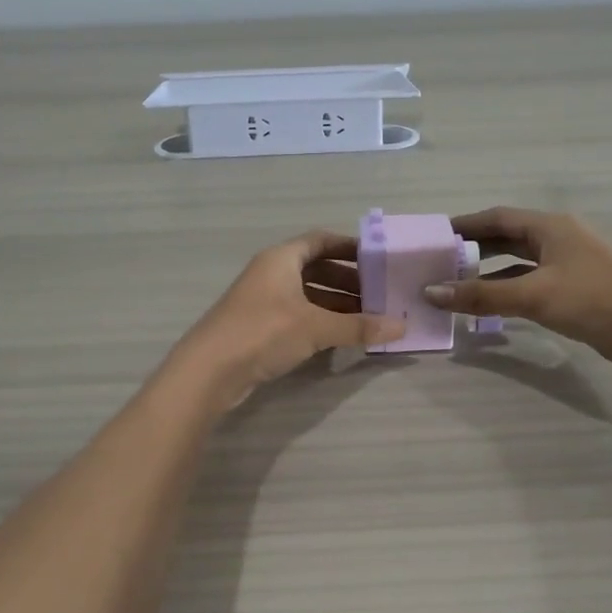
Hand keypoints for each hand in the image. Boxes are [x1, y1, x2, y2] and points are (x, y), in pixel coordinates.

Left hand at [167, 231, 406, 409]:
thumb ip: (359, 326)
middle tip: (380, 296)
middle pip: (317, 269)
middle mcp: (271, 273)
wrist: (209, 371)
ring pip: (308, 295)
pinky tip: (342, 337)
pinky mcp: (260, 328)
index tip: (378, 259)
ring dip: (337, 305)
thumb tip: (402, 327)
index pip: (321, 240)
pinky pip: (299, 316)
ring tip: (369, 319)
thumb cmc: (263, 333)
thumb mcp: (316, 327)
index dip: (350, 247)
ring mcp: (264, 301)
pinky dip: (321, 322)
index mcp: (281, 258)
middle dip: (349, 281)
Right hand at [422, 207, 611, 372]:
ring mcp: (565, 267)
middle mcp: (556, 241)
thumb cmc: (595, 299)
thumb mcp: (534, 295)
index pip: (497, 218)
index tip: (434, 236)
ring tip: (453, 285)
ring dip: (487, 273)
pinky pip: (528, 286)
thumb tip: (432, 292)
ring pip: (516, 264)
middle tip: (438, 262)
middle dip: (473, 249)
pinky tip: (486, 306)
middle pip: (506, 238)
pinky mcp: (572, 293)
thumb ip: (482, 295)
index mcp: (549, 228)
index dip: (465, 225)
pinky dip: (505, 293)